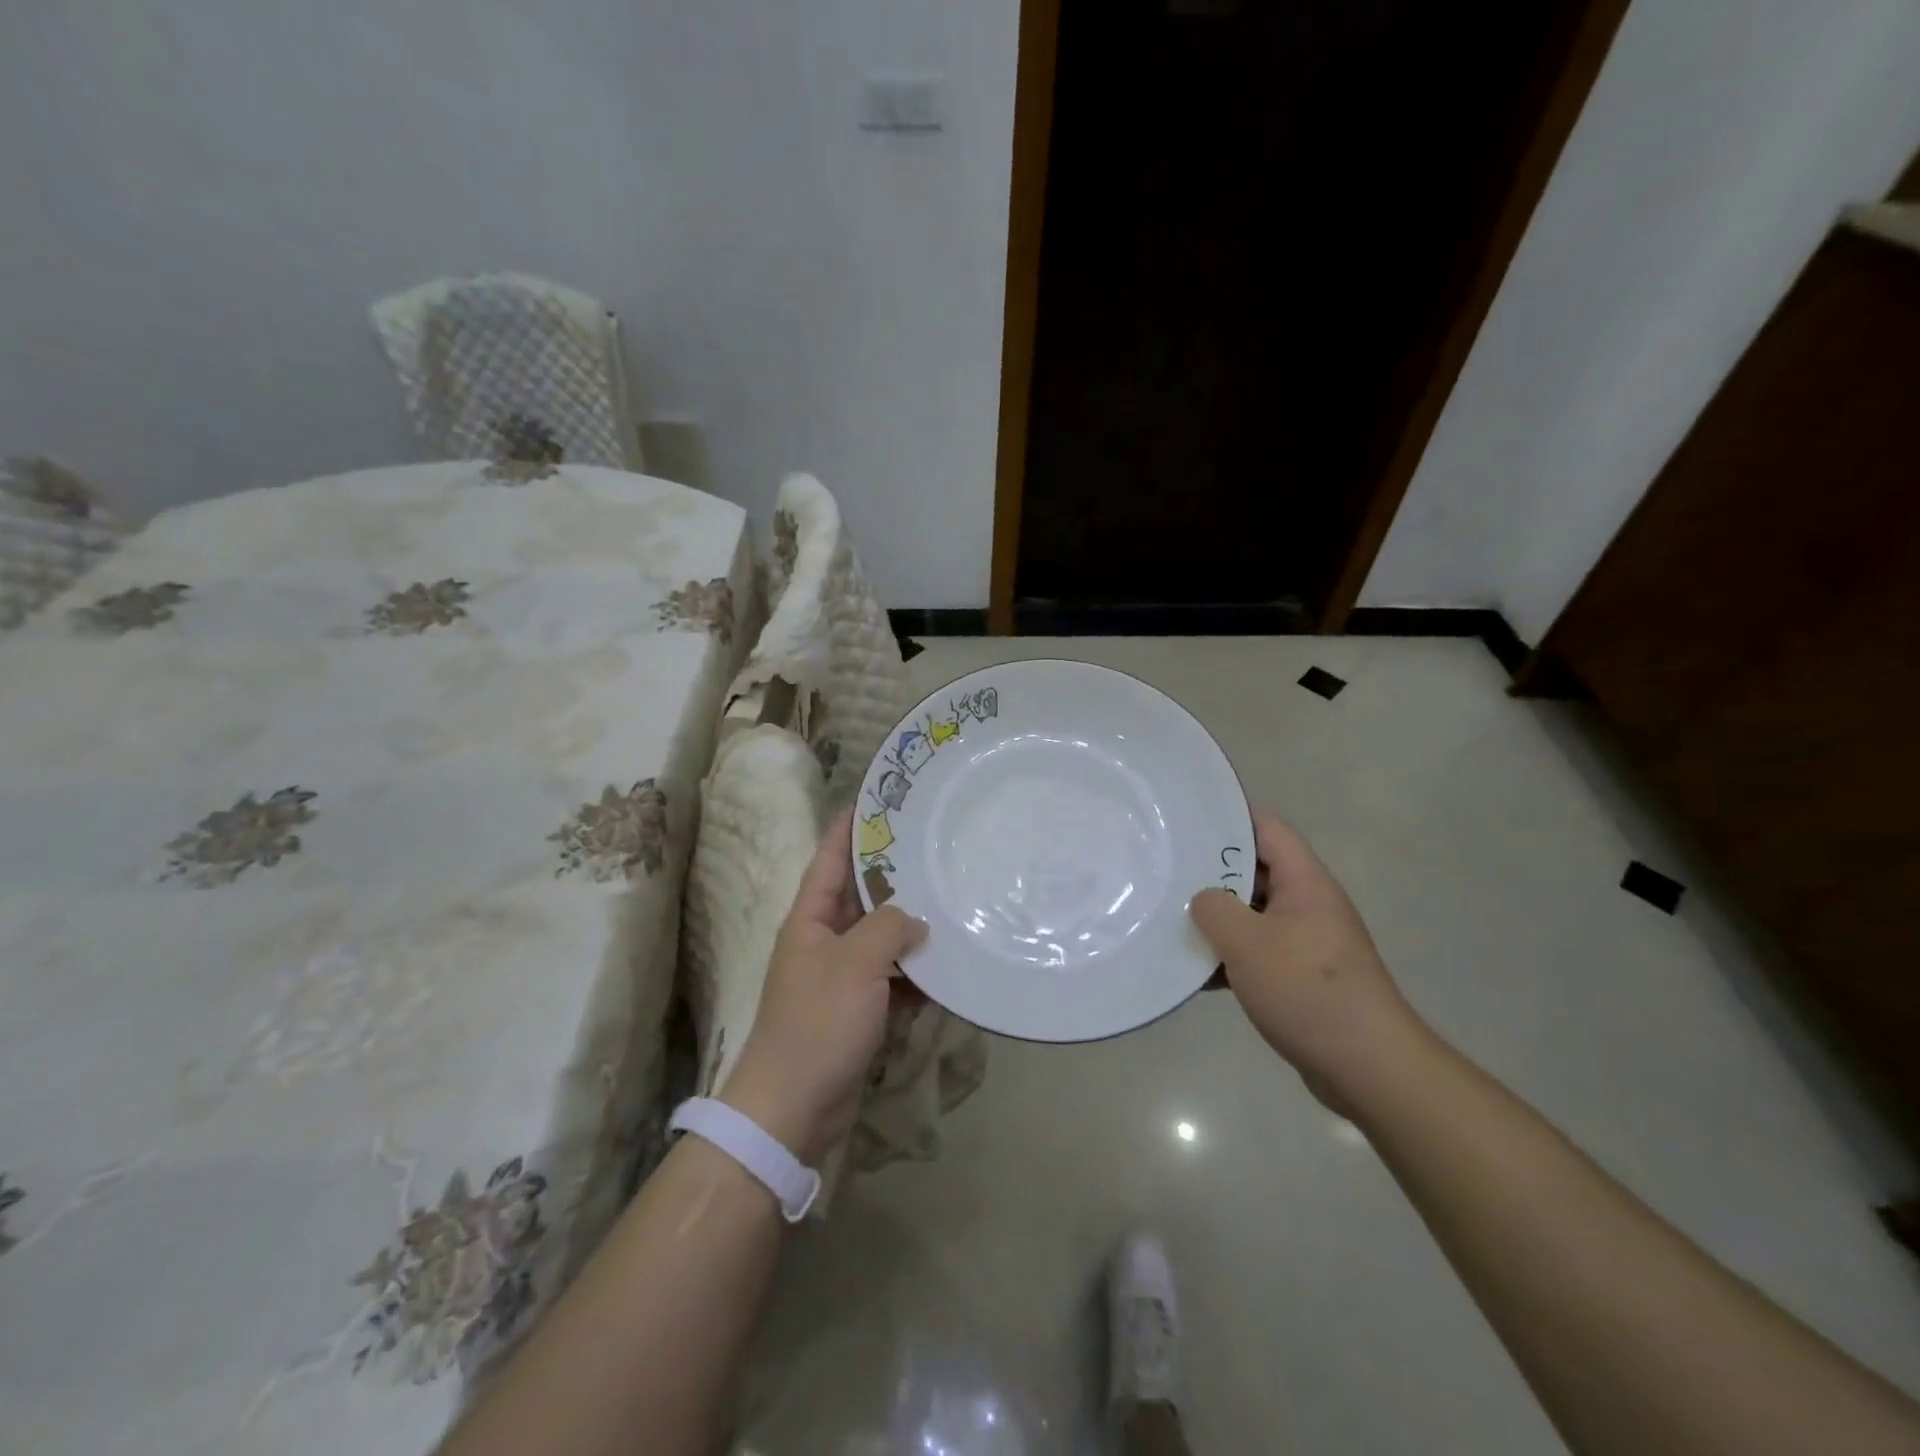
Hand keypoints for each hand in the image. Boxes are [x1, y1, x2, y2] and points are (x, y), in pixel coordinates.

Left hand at [719, 808, 927, 1164]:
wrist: (794, 1107)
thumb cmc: (818, 1022)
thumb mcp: (856, 962)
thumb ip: (889, 927)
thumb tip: (916, 921)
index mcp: (810, 918)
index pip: (831, 858)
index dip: (850, 827)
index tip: (877, 799)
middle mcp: (824, 940)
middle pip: (861, 895)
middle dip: (894, 874)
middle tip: (934, 846)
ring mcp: (841, 977)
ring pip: (882, 938)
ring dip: (911, 926)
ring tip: (952, 900)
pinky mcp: (858, 1010)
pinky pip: (892, 978)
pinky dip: (916, 973)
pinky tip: (948, 965)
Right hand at [1190, 811, 1427, 1110]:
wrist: (1368, 1067)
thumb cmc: (1308, 990)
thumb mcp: (1248, 942)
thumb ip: (1214, 909)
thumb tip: (1203, 901)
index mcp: (1305, 882)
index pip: (1267, 828)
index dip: (1229, 816)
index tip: (1187, 819)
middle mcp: (1308, 904)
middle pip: (1255, 870)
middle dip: (1211, 872)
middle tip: (1166, 869)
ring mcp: (1306, 942)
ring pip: (1252, 914)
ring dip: (1217, 919)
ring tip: (1170, 918)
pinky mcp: (1301, 977)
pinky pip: (1258, 952)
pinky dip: (1229, 957)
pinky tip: (1195, 972)